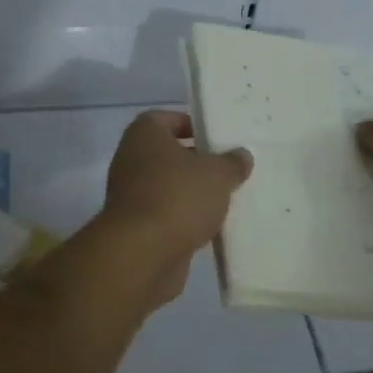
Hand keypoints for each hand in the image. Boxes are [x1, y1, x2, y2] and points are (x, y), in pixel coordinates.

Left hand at [99, 111, 252, 303]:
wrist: (142, 254)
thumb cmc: (178, 197)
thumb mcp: (217, 174)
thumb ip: (232, 162)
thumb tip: (242, 155)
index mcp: (144, 134)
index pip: (166, 118)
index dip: (191, 125)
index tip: (216, 138)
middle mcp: (132, 159)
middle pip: (169, 154)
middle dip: (197, 161)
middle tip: (229, 168)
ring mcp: (131, 195)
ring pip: (168, 186)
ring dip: (192, 192)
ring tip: (227, 198)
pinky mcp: (136, 227)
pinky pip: (166, 214)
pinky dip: (185, 219)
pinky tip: (212, 227)